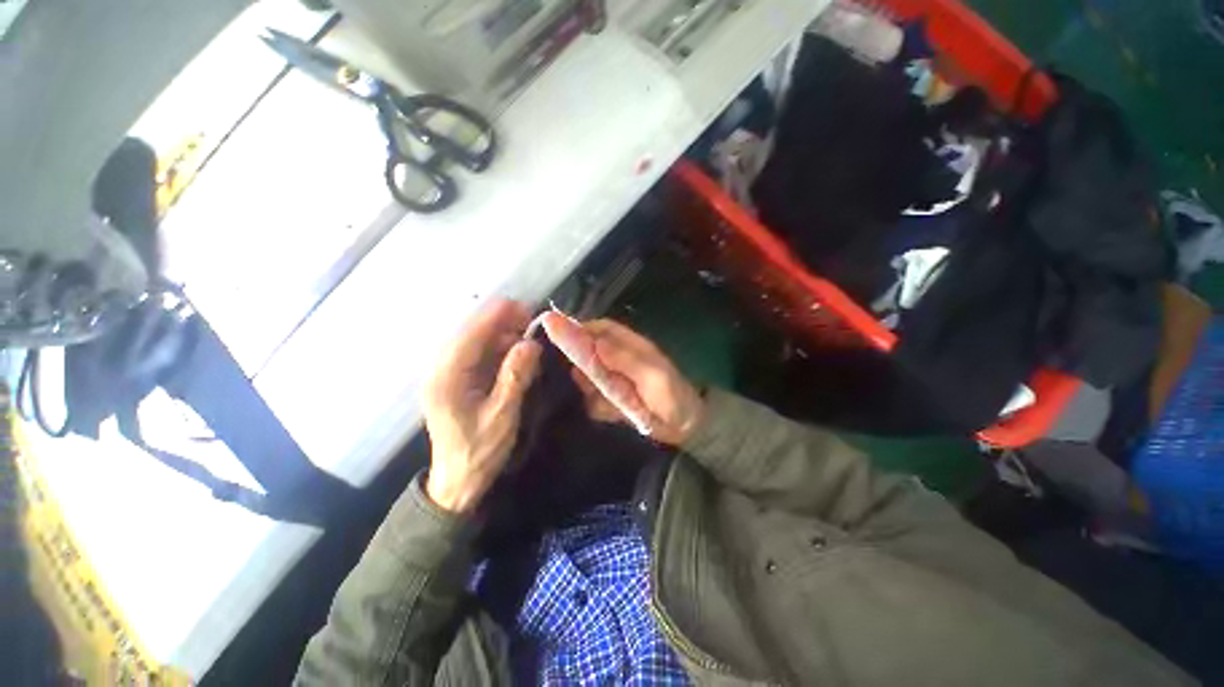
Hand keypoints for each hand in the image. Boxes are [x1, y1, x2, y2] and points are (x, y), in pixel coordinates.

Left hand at [423, 300, 541, 513]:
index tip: (526, 310)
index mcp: (447, 377)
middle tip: (532, 327)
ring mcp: (446, 373)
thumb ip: (515, 377)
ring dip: (501, 335)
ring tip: (527, 340)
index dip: (498, 317)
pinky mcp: (455, 378)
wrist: (456, 480)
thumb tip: (531, 344)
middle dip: (501, 323)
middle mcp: (440, 368)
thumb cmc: (478, 451)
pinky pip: (476, 352)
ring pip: (474, 339)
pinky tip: (515, 353)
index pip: (471, 334)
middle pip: (470, 331)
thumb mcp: (502, 416)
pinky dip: (497, 348)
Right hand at [541, 314, 703, 446]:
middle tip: (580, 378)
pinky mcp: (613, 399)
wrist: (685, 427)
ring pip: (588, 377)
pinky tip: (606, 412)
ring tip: (601, 398)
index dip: (580, 329)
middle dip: (580, 363)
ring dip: (588, 387)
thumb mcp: (654, 377)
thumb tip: (595, 343)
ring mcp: (615, 380)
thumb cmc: (674, 397)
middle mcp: (619, 360)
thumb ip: (626, 360)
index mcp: (630, 346)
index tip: (558, 334)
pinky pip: (594, 399)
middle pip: (589, 352)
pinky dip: (596, 405)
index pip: (601, 329)